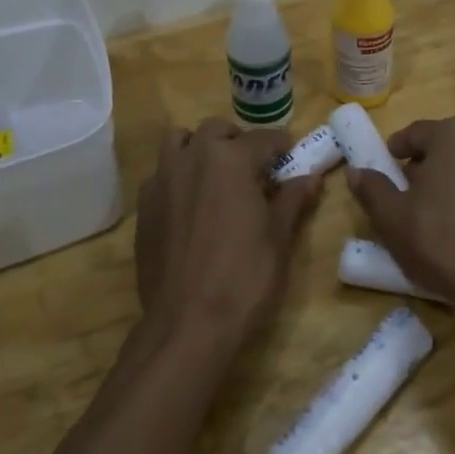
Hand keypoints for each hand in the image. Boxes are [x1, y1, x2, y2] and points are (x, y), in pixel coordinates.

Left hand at [135, 120, 320, 356]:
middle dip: (238, 141)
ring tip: (216, 174)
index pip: (263, 139)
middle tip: (254, 167)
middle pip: (217, 130)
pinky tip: (191, 204)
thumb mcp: (278, 238)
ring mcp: (163, 180)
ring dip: (200, 147)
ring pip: (180, 142)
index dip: (281, 145)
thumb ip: (293, 200)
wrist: (187, 323)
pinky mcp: (144, 206)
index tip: (291, 154)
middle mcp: (193, 158)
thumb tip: (311, 178)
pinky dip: (178, 175)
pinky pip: (161, 174)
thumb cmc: (244, 277)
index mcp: (231, 159)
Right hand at [346, 114, 454, 322]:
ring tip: (453, 215)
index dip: (399, 149)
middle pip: (454, 147)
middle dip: (434, 165)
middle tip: (417, 194)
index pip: (418, 132)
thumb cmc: (442, 242)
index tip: (389, 166)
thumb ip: (372, 189)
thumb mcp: (392, 218)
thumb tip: (356, 172)